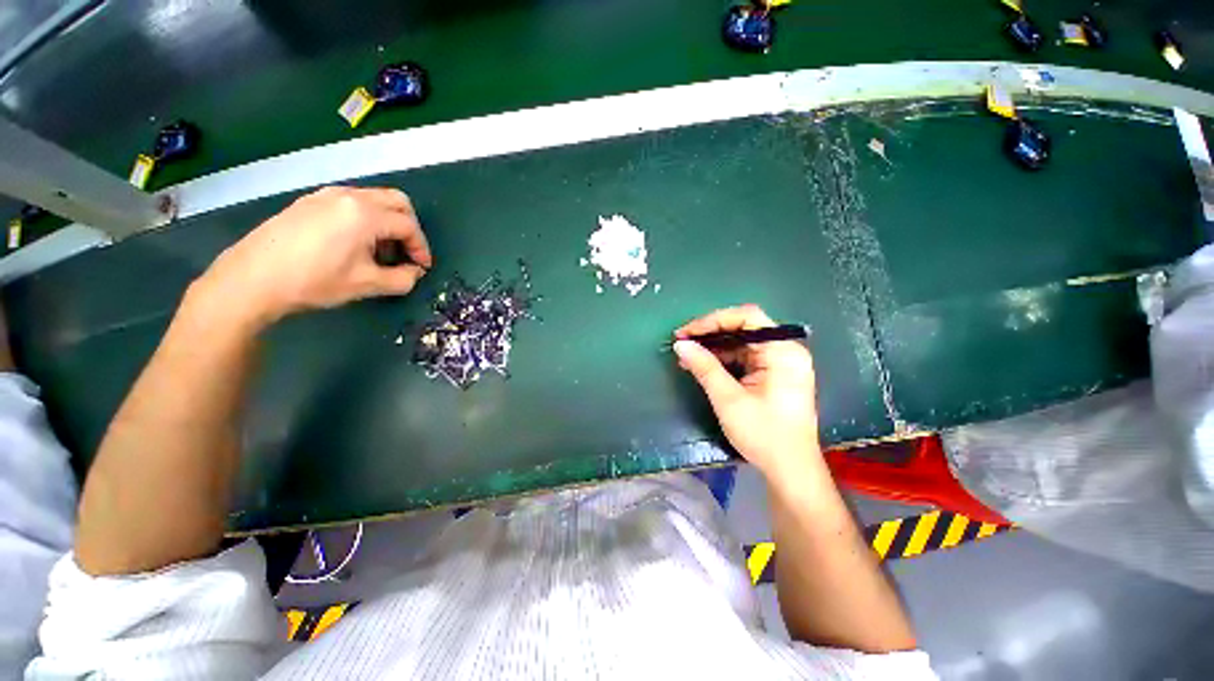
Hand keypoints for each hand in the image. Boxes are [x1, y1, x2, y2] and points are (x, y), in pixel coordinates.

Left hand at [193, 186, 431, 328]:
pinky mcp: (309, 201)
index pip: (409, 226)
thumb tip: (415, 272)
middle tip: (406, 252)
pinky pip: (351, 201)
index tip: (421, 268)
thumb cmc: (315, 281)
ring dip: (387, 222)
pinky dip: (365, 218)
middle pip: (396, 202)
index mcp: (365, 214)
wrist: (252, 279)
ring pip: (373, 199)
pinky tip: (354, 242)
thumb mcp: (367, 285)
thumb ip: (403, 279)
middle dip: (409, 227)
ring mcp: (325, 195)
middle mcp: (348, 196)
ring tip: (380, 251)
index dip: (421, 248)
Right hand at [674, 304, 819, 479]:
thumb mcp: (729, 399)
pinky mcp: (772, 375)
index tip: (687, 332)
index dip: (713, 320)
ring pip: (741, 343)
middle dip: (710, 334)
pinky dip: (722, 360)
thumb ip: (704, 367)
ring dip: (713, 348)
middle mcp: (784, 351)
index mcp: (783, 351)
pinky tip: (702, 366)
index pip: (747, 317)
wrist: (790, 470)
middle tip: (682, 343)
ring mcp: (779, 363)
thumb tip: (680, 344)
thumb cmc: (763, 434)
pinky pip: (744, 358)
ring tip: (687, 356)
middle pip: (744, 328)